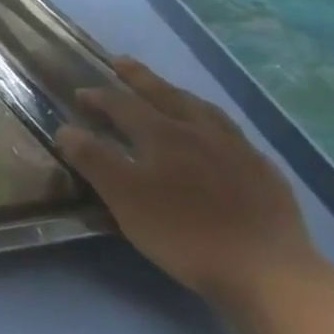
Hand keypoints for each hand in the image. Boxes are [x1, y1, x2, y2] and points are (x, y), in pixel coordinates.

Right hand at [56, 57, 322, 306]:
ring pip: (205, 111)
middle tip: (122, 62)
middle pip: (168, 96)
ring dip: (180, 96)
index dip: (100, 96)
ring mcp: (239, 151)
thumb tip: (67, 129)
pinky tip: (214, 138)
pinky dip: (211, 125)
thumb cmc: (182, 231)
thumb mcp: (123, 196)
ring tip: (169, 91)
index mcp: (164, 134)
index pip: (124, 105)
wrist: (266, 271)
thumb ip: (93, 159)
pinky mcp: (265, 174)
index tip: (80, 93)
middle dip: (141, 79)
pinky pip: (232, 135)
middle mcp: (202, 132)